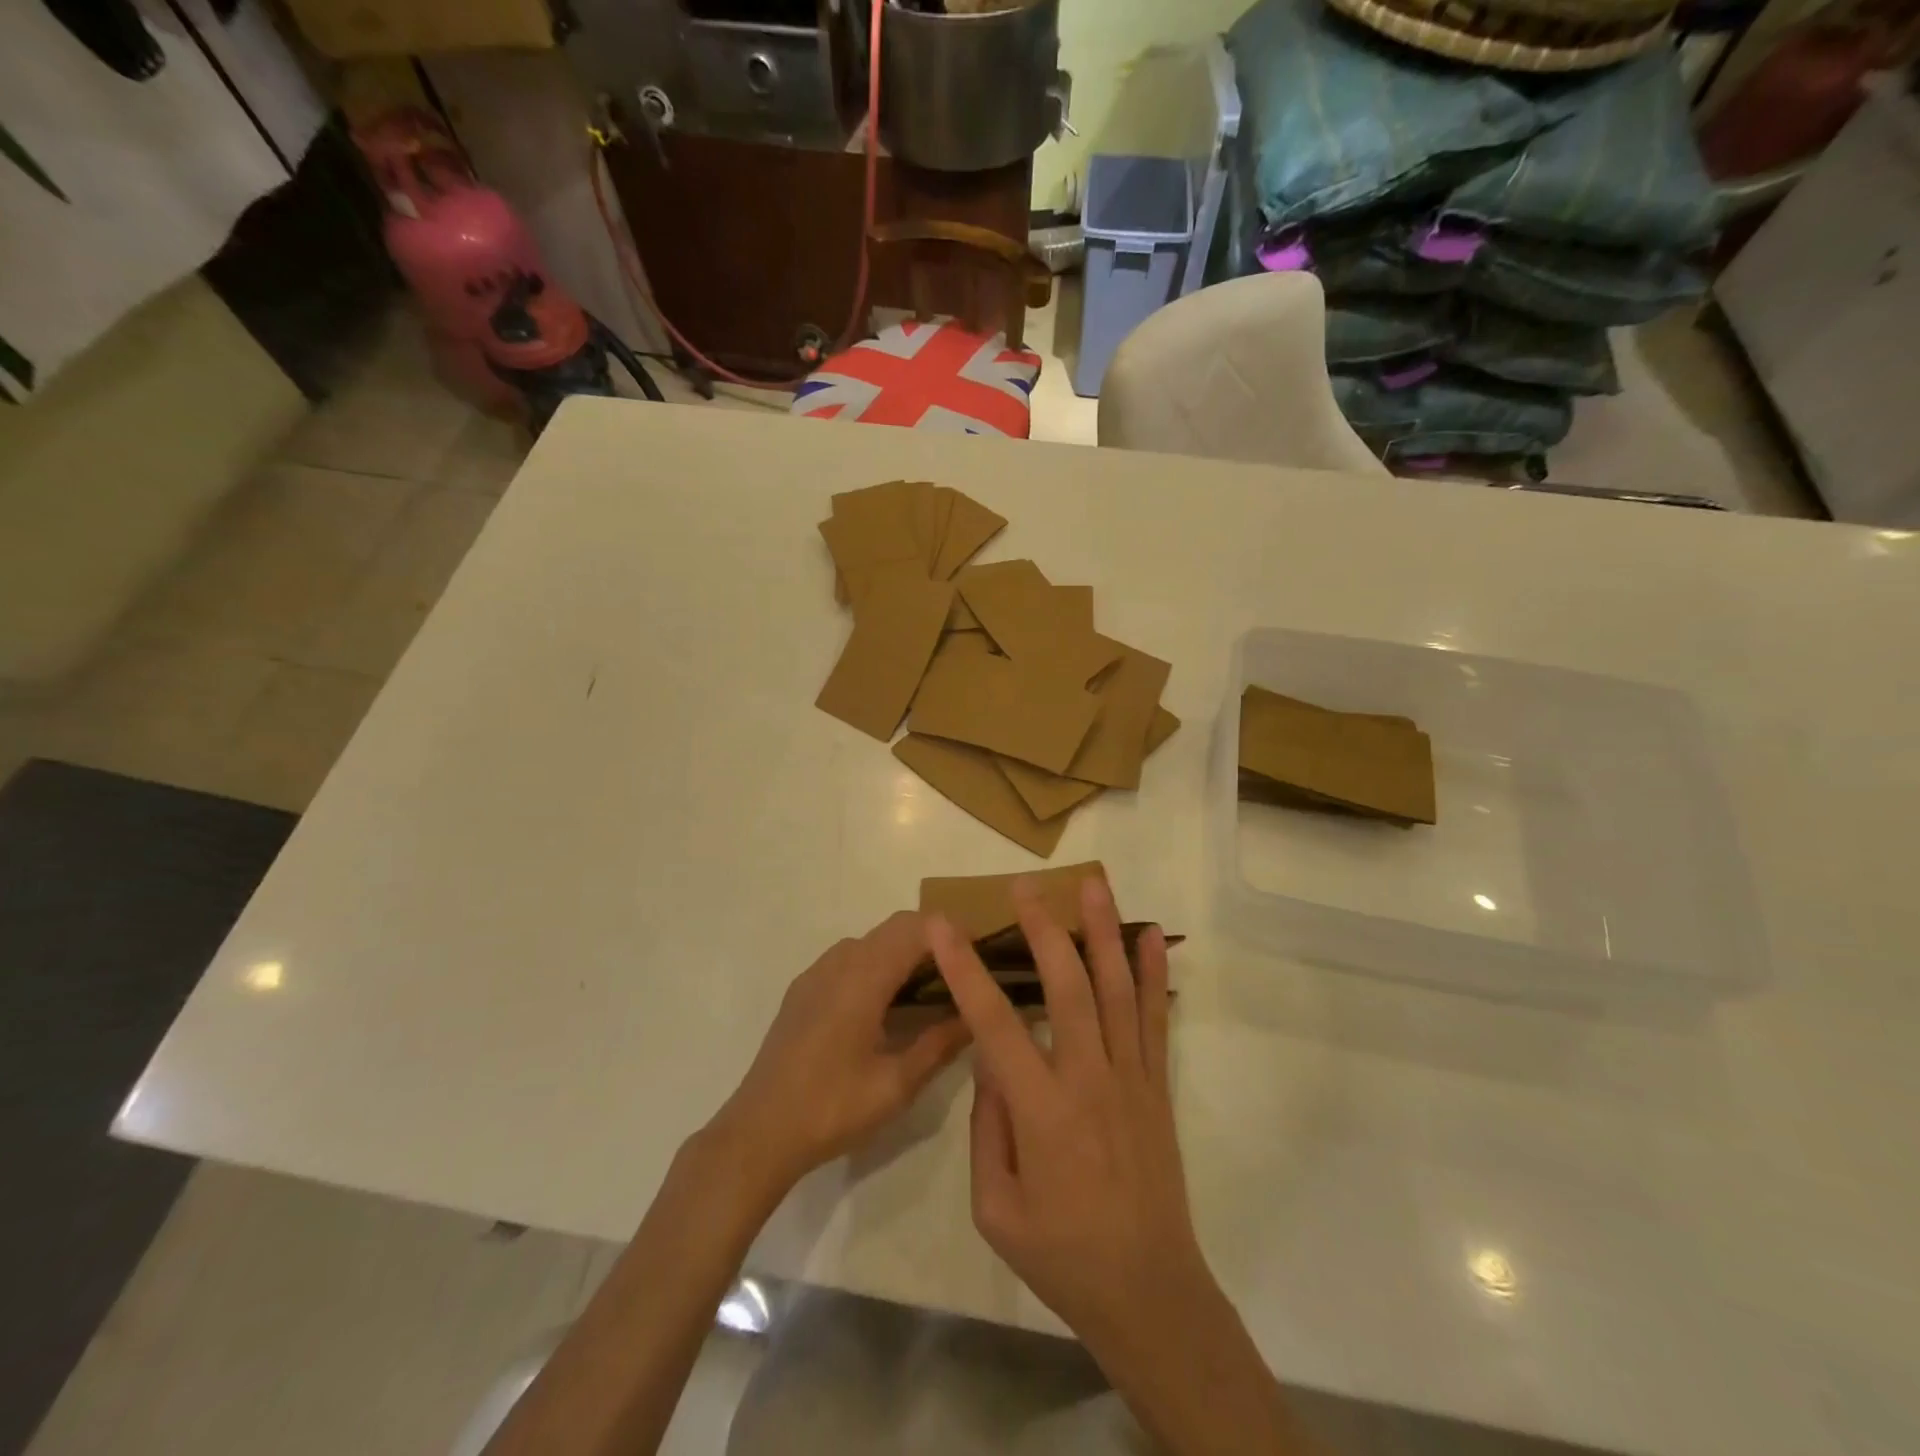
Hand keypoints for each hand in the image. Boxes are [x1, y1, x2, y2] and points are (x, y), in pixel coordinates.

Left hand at [711, 911, 971, 1198]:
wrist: (758, 1132)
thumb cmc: (832, 1108)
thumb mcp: (896, 1084)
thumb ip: (940, 1043)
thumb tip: (977, 1016)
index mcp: (864, 977)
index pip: (916, 928)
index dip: (952, 931)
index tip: (982, 951)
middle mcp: (840, 961)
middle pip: (895, 927)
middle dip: (933, 938)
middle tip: (964, 970)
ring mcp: (816, 972)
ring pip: (872, 940)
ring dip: (904, 950)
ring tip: (931, 987)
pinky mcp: (803, 989)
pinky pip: (850, 958)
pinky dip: (878, 963)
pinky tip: (886, 1004)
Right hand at [927, 877, 1215, 1356]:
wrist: (1149, 1292)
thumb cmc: (1062, 1255)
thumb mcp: (995, 1207)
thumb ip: (987, 1127)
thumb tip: (992, 1061)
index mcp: (1041, 1111)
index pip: (994, 1023)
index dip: (965, 970)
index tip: (942, 926)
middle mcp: (1088, 1079)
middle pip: (1066, 987)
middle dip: (1042, 929)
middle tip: (1024, 886)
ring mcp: (1130, 1077)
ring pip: (1115, 989)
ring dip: (1102, 931)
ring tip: (1092, 884)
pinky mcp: (1156, 1084)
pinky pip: (1156, 1017)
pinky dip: (1153, 972)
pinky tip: (1152, 934)